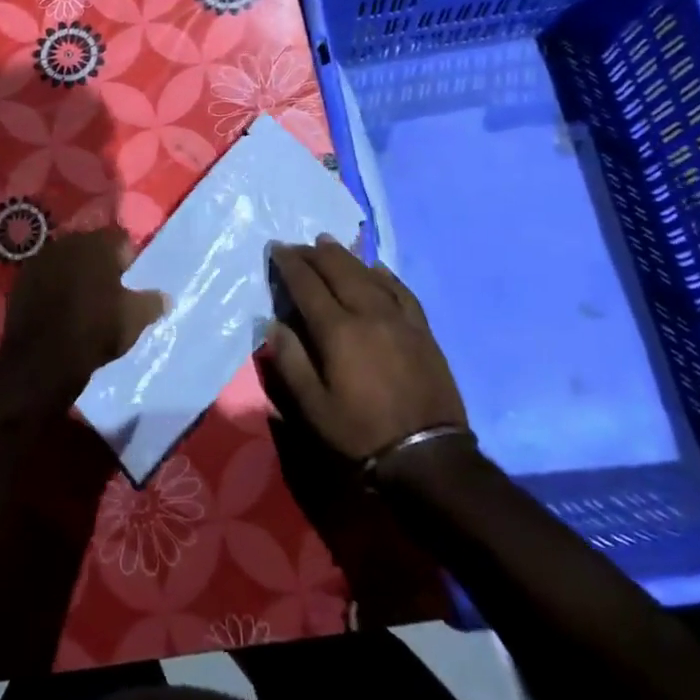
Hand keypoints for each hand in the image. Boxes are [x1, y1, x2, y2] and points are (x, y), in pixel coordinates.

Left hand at [0, 229, 164, 406]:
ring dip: (75, 274)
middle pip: (92, 247)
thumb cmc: (96, 330)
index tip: (130, 283)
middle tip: (108, 291)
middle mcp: (68, 242)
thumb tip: (166, 297)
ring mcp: (41, 259)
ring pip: (67, 261)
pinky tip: (58, 309)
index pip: (121, 240)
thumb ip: (153, 302)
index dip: (128, 260)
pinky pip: (45, 277)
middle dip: (100, 264)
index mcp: (98, 244)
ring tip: (82, 301)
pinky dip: (53, 287)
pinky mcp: (21, 280)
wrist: (42, 359)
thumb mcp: (135, 319)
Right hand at [263, 236, 468, 462]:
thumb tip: (273, 323)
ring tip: (328, 243)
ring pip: (368, 274)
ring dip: (345, 256)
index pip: (307, 285)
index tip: (276, 248)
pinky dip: (383, 274)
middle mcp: (368, 313)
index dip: (290, 264)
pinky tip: (375, 267)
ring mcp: (399, 318)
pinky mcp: (422, 330)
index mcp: (338, 330)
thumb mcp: (312, 407)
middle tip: (298, 245)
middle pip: (338, 270)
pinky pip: (401, 290)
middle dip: (314, 253)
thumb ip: (290, 360)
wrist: (427, 456)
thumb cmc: (360, 433)